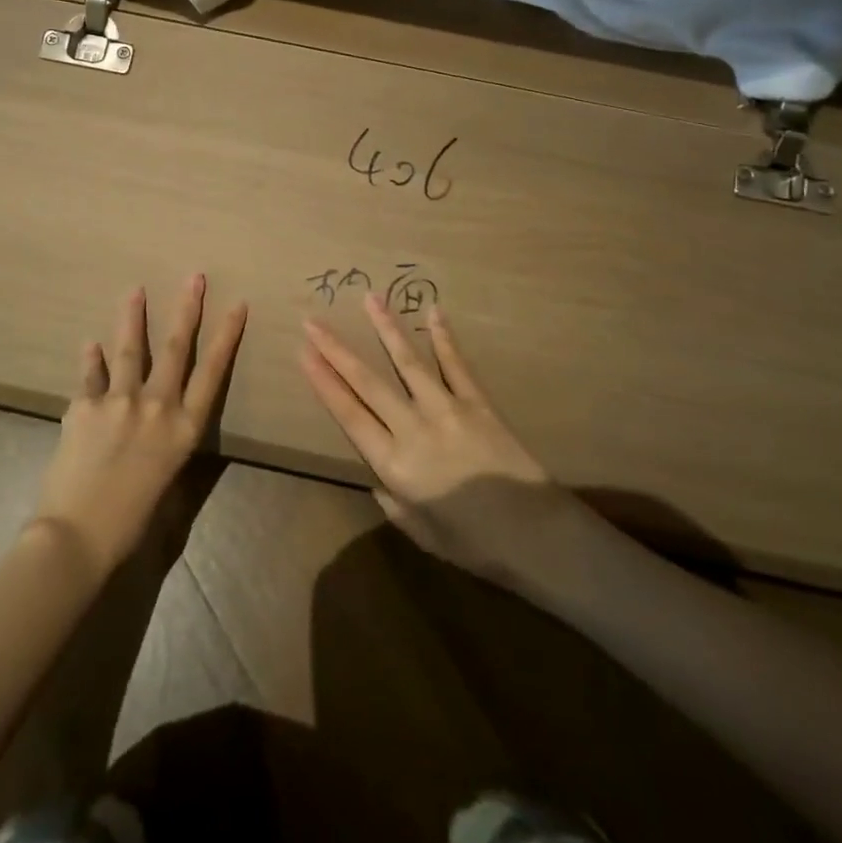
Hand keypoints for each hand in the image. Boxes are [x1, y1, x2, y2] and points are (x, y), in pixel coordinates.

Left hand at [30, 275, 247, 579]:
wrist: (78, 537)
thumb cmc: (132, 523)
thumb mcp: (167, 482)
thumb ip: (167, 443)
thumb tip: (163, 420)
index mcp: (184, 428)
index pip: (212, 371)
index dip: (226, 335)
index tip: (236, 304)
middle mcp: (157, 406)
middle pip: (176, 348)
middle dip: (187, 309)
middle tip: (194, 277)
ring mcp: (118, 401)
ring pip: (130, 348)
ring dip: (133, 316)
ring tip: (134, 289)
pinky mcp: (83, 406)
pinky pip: (90, 375)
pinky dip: (91, 359)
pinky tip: (91, 344)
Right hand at [302, 294, 570, 583]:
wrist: (537, 536)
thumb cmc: (475, 544)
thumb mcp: (422, 533)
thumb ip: (393, 502)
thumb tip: (379, 476)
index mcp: (395, 465)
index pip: (349, 414)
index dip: (324, 382)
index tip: (303, 353)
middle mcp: (414, 428)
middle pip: (367, 382)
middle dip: (336, 349)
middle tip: (312, 321)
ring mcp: (447, 409)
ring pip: (408, 361)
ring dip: (386, 328)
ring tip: (370, 297)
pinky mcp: (478, 402)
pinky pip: (456, 364)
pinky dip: (444, 337)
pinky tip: (433, 312)